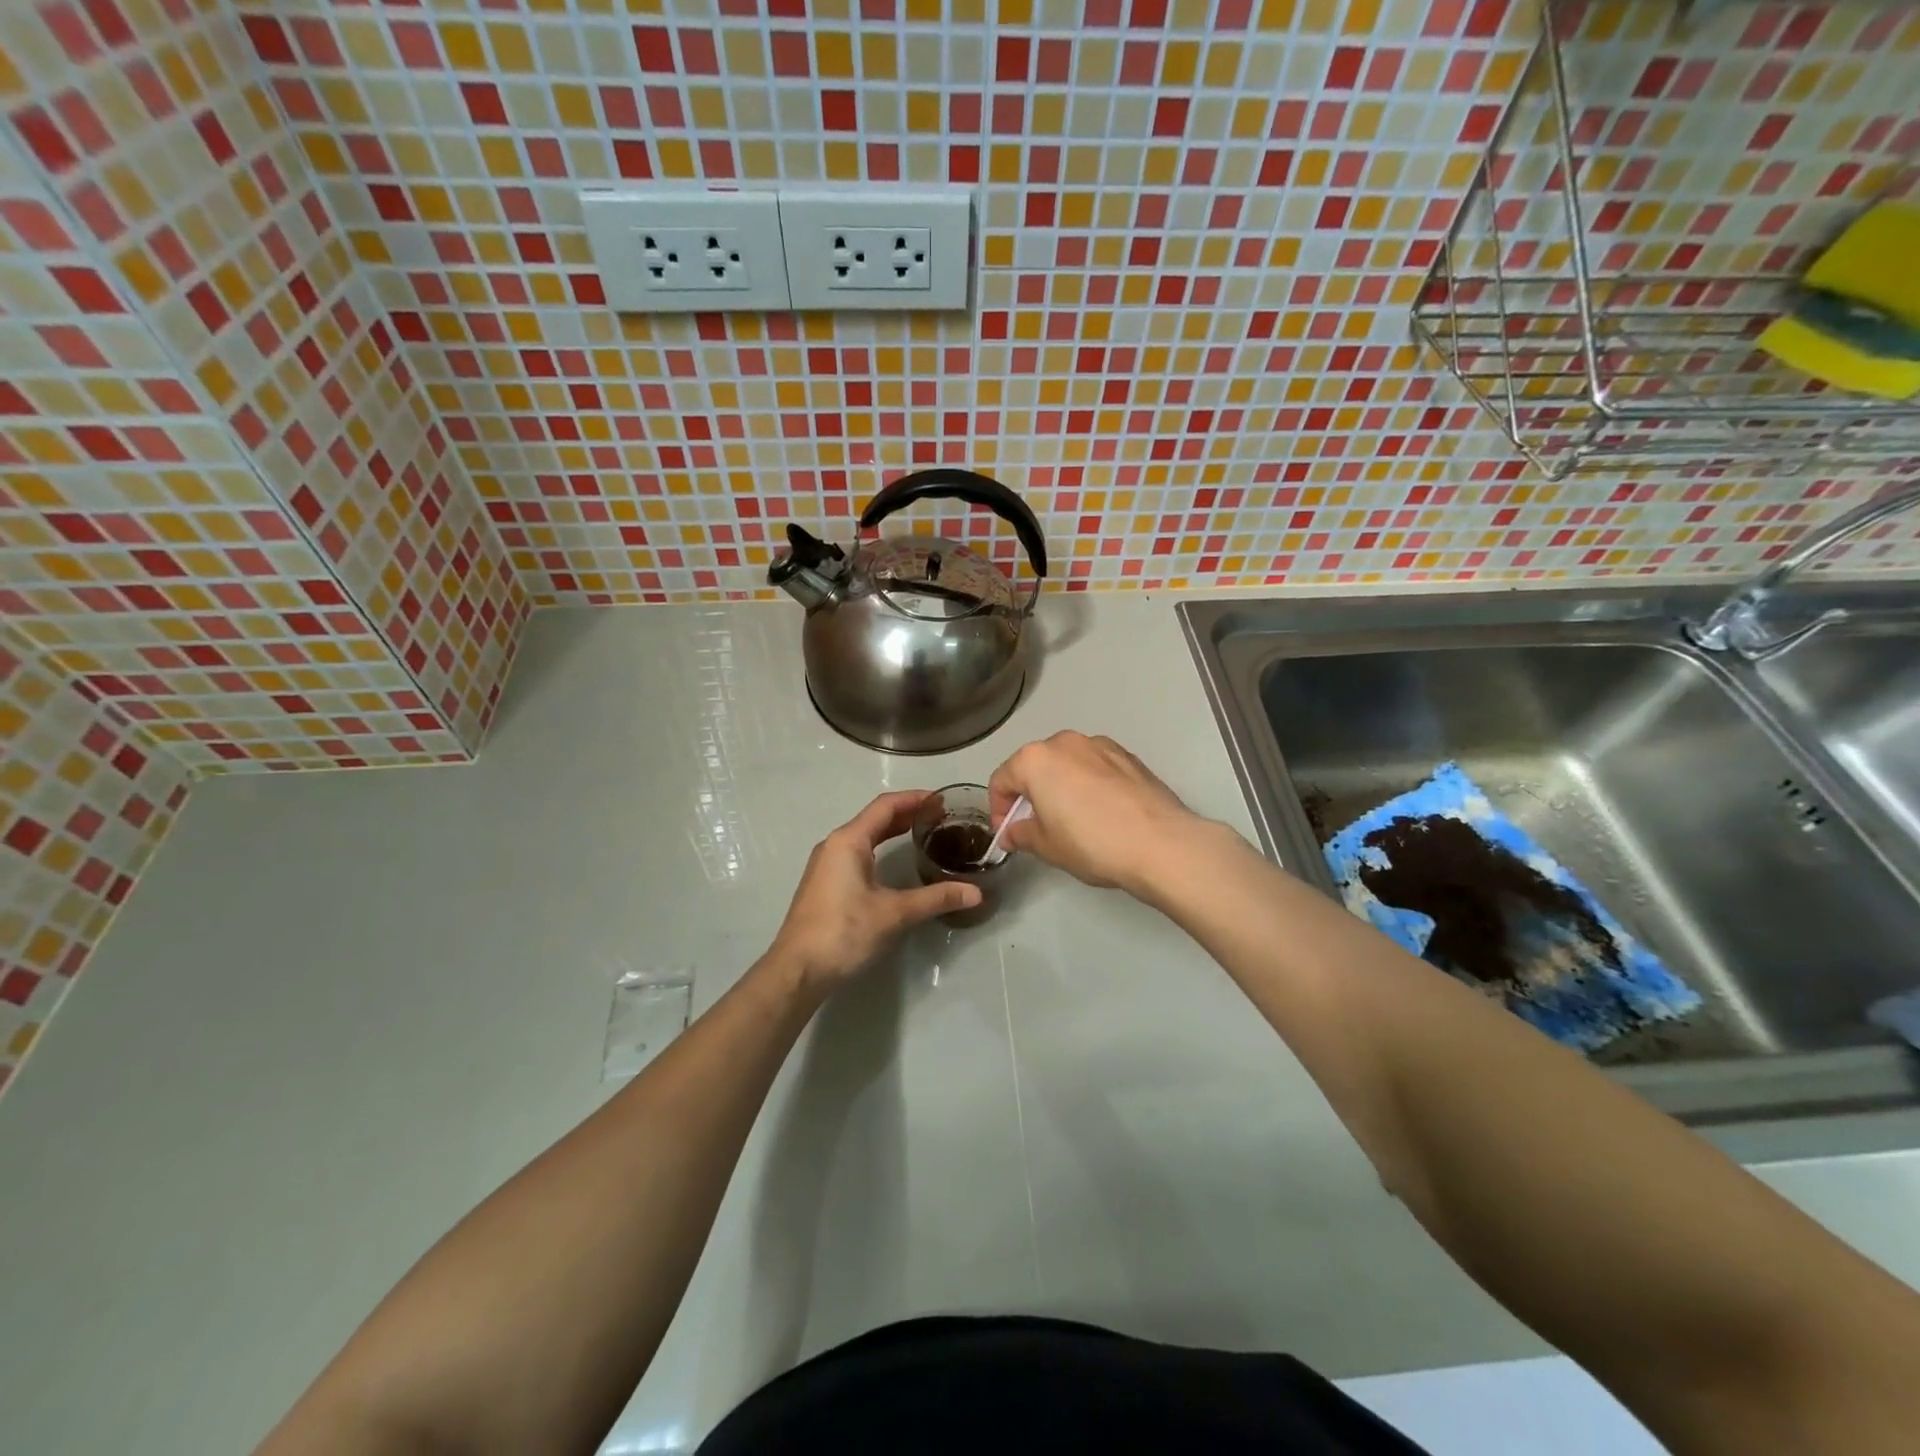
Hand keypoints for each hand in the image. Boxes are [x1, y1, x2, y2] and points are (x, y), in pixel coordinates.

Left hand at [768, 791, 981, 993]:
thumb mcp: (894, 913)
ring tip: (924, 834)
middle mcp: (835, 845)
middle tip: (940, 817)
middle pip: (874, 818)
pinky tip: (895, 863)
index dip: (915, 799)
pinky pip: (856, 853)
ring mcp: (826, 864)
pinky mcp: (825, 883)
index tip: (942, 800)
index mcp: (849, 841)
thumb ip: (935, 898)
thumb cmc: (844, 932)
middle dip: (907, 814)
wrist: (798, 969)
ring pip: (864, 836)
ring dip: (892, 831)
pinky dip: (879, 848)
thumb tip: (976, 893)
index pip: (886, 806)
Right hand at [988, 731, 1211, 894]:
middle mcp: (1065, 742)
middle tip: (1038, 827)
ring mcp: (1100, 745)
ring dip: (1061, 786)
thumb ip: (1021, 834)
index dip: (998, 809)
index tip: (1008, 834)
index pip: (1001, 780)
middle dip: (1030, 794)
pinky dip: (1089, 785)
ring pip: (1067, 764)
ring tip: (1073, 820)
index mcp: (1036, 759)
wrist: (1160, 843)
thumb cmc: (1092, 843)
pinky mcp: (1129, 756)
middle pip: (1035, 766)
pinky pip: (1096, 768)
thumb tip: (1013, 832)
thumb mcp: (1047, 846)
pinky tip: (1102, 813)